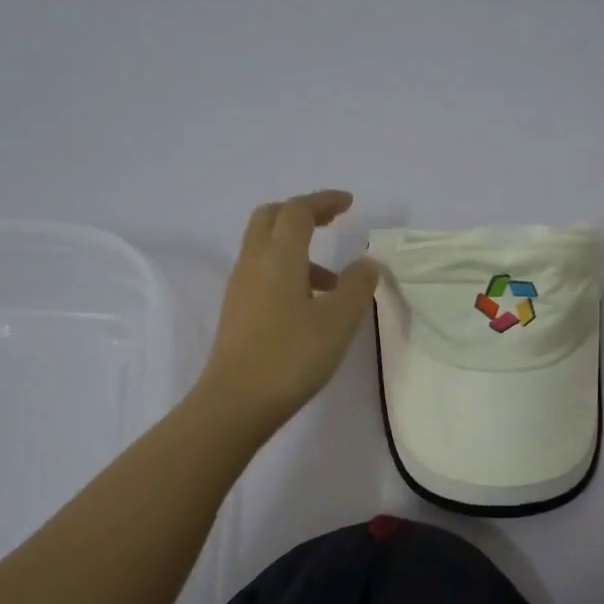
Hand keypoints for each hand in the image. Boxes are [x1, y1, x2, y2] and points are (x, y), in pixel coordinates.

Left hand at [196, 190, 381, 434]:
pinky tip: (310, 306)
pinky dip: (288, 272)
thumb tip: (366, 263)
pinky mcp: (237, 311)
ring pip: (266, 248)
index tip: (349, 204)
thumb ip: (356, 286)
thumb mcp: (338, 321)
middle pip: (271, 218)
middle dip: (303, 213)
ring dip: (298, 248)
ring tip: (334, 283)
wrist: (236, 402)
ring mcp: (240, 288)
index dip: (324, 201)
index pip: (298, 210)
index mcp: (279, 256)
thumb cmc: (292, 356)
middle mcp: (254, 263)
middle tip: (332, 222)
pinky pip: (263, 273)